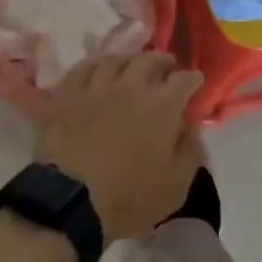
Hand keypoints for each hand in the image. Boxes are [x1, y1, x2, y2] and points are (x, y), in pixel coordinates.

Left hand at [35, 53, 204, 241]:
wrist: (69, 202)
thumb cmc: (128, 199)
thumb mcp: (175, 187)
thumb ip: (190, 152)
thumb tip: (191, 128)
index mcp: (161, 108)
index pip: (184, 80)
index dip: (193, 79)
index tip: (195, 82)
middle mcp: (130, 87)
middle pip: (149, 60)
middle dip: (162, 61)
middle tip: (166, 66)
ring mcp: (95, 87)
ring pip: (114, 59)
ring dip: (128, 59)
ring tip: (131, 65)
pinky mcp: (67, 94)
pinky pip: (82, 68)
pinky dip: (94, 65)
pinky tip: (96, 70)